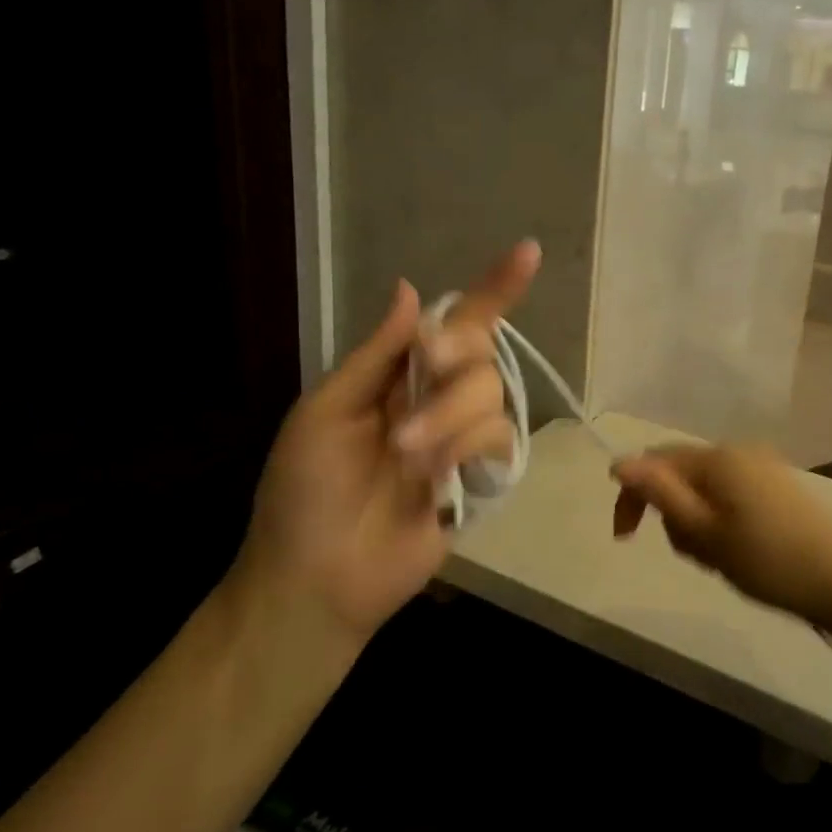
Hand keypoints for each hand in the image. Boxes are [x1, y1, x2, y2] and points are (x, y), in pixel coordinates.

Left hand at [234, 241, 540, 641]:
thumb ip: (376, 354)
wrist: (317, 578)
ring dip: (449, 415)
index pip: (451, 323)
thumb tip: (412, 290)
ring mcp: (458, 439)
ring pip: (490, 394)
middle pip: (478, 351)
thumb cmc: (304, 492)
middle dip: (454, 357)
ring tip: (407, 455)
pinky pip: (498, 440)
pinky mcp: (478, 480)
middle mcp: (433, 398)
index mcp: (394, 376)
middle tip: (425, 367)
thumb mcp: (325, 412)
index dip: (491, 290)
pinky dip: (467, 449)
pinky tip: (437, 477)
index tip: (527, 253)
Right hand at [611, 444, 831, 631]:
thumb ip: (660, 494)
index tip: (626, 538)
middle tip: (690, 555)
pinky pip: (730, 494)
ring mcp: (762, 466)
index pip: (655, 462)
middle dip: (670, 512)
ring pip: (705, 488)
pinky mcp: (779, 485)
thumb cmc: (767, 560)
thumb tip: (619, 462)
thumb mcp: (704, 532)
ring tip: (716, 558)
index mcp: (717, 457)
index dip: (632, 496)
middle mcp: (738, 451)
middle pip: (680, 473)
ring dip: (696, 520)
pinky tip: (738, 550)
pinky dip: (719, 519)